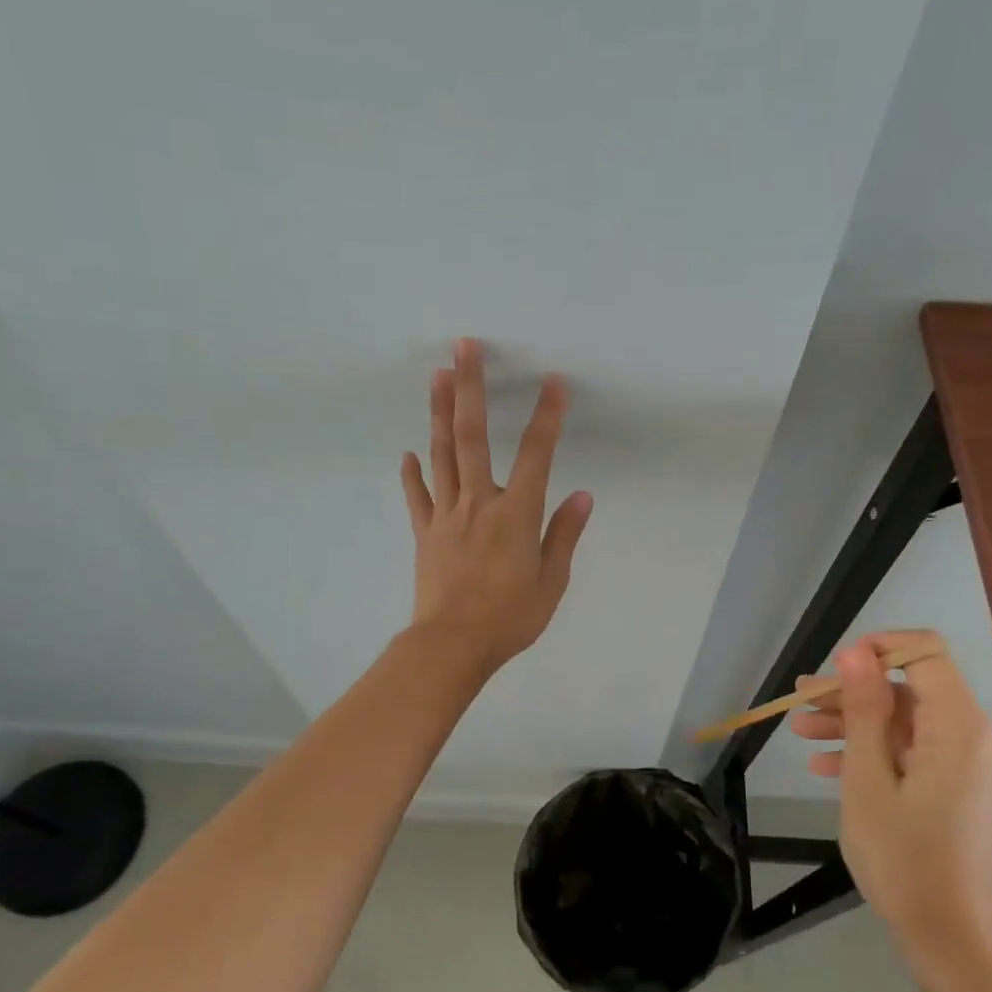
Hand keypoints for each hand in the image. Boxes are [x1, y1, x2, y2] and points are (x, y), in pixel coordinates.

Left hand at [399, 340, 592, 673]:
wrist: (452, 645)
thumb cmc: (510, 618)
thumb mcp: (551, 582)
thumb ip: (564, 535)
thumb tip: (583, 496)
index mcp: (517, 514)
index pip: (537, 454)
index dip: (547, 416)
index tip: (554, 382)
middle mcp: (480, 503)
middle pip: (472, 436)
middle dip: (470, 387)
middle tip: (463, 347)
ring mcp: (446, 515)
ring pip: (442, 455)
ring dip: (439, 413)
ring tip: (437, 375)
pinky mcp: (425, 533)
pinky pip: (417, 496)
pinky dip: (412, 473)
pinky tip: (408, 453)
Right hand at [790, 631, 991, 961]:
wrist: (954, 942)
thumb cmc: (903, 860)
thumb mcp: (867, 780)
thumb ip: (863, 709)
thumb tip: (856, 652)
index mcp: (962, 729)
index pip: (926, 653)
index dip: (878, 649)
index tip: (832, 670)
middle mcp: (984, 739)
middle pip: (914, 693)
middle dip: (854, 695)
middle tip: (800, 704)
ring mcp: (982, 768)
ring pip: (914, 726)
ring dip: (860, 727)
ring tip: (803, 735)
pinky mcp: (975, 792)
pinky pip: (926, 756)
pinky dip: (884, 755)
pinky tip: (833, 768)